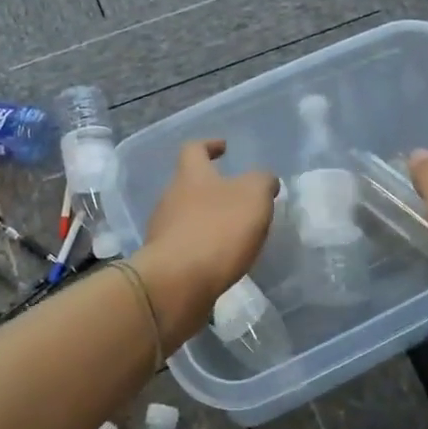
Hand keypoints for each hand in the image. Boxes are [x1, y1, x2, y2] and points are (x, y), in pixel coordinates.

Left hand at [137, 140, 278, 342]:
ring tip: (234, 233)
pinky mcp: (163, 261)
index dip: (209, 145)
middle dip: (212, 189)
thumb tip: (265, 180)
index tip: (224, 148)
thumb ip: (262, 182)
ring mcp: (163, 230)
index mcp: (191, 175)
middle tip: (239, 199)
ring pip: (186, 217)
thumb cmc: (217, 230)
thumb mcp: (253, 196)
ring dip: (207, 221)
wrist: (177, 283)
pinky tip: (220, 260)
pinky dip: (202, 248)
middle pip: (189, 184)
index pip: (194, 149)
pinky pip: (185, 247)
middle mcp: (170, 198)